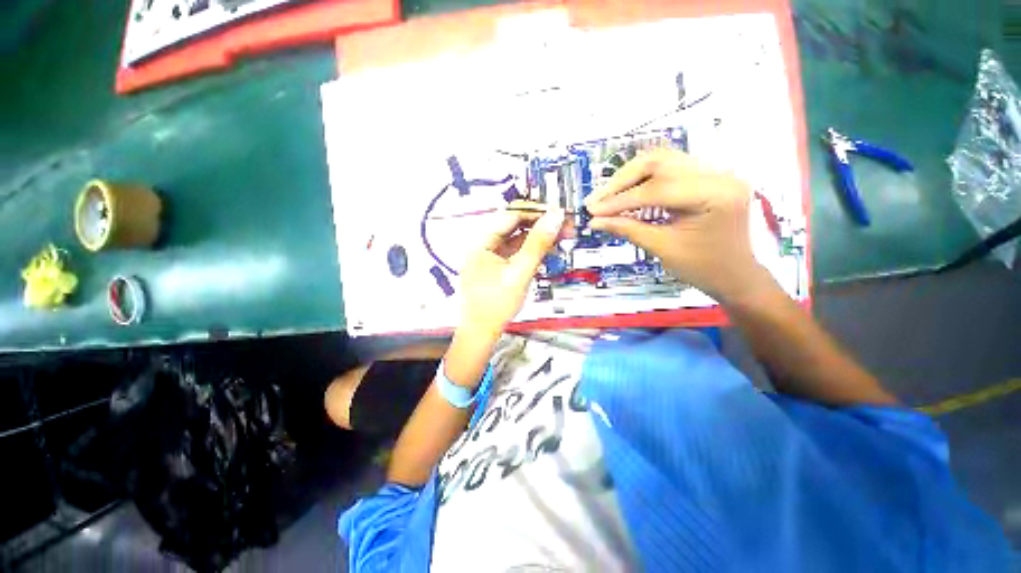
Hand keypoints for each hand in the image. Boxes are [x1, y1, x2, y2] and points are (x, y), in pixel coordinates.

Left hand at [458, 206, 564, 337]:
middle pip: (514, 226)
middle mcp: (484, 245)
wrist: (482, 332)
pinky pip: (516, 253)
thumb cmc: (496, 304)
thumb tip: (555, 216)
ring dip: (538, 237)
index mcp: (482, 242)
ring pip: (517, 239)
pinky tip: (548, 250)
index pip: (510, 216)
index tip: (557, 213)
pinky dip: (532, 251)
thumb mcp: (520, 272)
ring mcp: (491, 257)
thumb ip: (538, 243)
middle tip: (565, 225)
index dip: (535, 212)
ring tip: (562, 236)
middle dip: (540, 224)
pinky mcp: (498, 267)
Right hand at [584, 149, 768, 302]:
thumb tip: (594, 221)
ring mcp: (715, 171)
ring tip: (606, 195)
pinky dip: (642, 179)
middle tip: (595, 199)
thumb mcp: (662, 249)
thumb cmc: (703, 268)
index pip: (656, 188)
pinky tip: (626, 191)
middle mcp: (719, 173)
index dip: (619, 200)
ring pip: (661, 160)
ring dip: (629, 176)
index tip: (592, 210)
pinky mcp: (707, 176)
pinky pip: (669, 168)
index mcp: (715, 194)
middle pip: (658, 162)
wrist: (735, 275)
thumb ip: (627, 229)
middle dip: (621, 180)